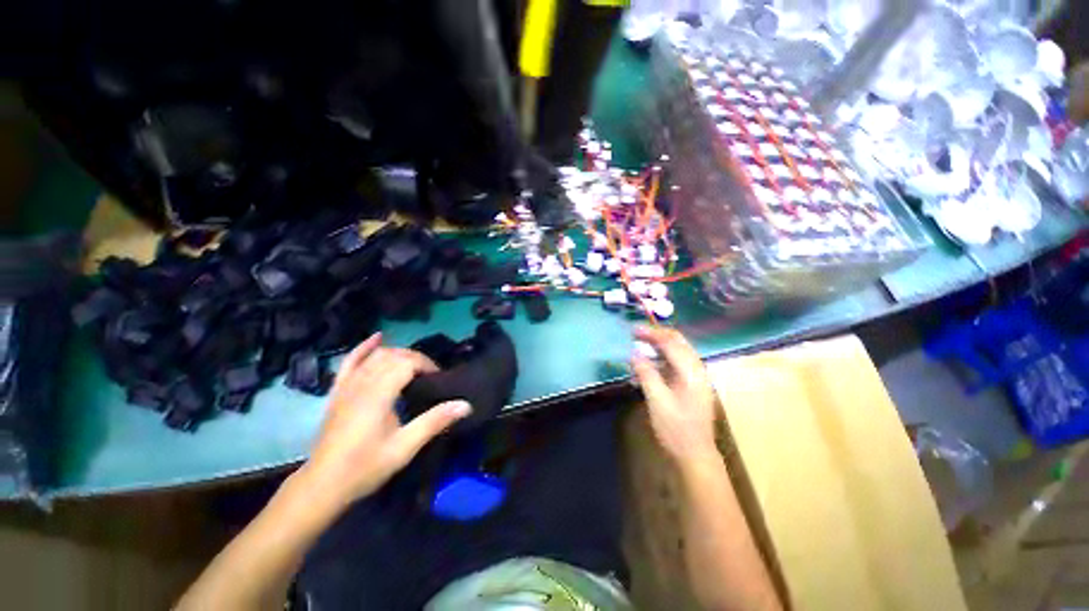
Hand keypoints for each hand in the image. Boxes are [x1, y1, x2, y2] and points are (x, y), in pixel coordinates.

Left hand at [295, 333, 471, 511]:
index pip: (406, 363)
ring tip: (413, 365)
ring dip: (398, 354)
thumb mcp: (405, 447)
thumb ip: (435, 422)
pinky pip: (350, 361)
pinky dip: (365, 347)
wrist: (323, 485)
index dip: (426, 365)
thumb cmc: (365, 467)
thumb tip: (466, 405)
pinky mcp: (338, 391)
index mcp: (378, 395)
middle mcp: (362, 383)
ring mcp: (347, 386)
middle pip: (393, 356)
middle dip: (416, 359)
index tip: (438, 378)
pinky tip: (378, 337)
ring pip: (376, 356)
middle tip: (429, 375)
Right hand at [631, 326, 718, 464]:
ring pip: (678, 351)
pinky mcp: (692, 385)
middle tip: (636, 334)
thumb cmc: (676, 429)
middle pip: (678, 342)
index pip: (671, 343)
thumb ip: (646, 373)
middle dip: (657, 335)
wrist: (695, 455)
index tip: (633, 329)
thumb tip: (634, 353)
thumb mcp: (657, 400)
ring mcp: (697, 378)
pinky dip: (662, 359)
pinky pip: (677, 363)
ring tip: (640, 346)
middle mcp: (697, 370)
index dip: (651, 333)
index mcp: (691, 372)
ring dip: (659, 346)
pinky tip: (649, 365)